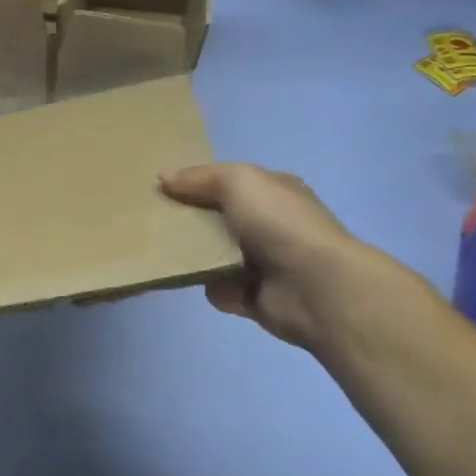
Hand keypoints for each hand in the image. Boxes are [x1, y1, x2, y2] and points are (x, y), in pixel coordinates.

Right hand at [161, 163, 382, 350]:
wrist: (317, 287)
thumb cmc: (279, 222)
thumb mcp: (238, 181)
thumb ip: (199, 177)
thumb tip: (163, 177)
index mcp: (274, 193)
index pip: (231, 183)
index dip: (199, 183)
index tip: (166, 188)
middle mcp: (272, 226)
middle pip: (220, 219)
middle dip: (192, 221)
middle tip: (159, 221)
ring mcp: (267, 264)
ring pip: (217, 256)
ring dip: (197, 258)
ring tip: (171, 253)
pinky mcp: (258, 299)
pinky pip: (221, 290)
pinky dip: (214, 288)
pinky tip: (207, 282)